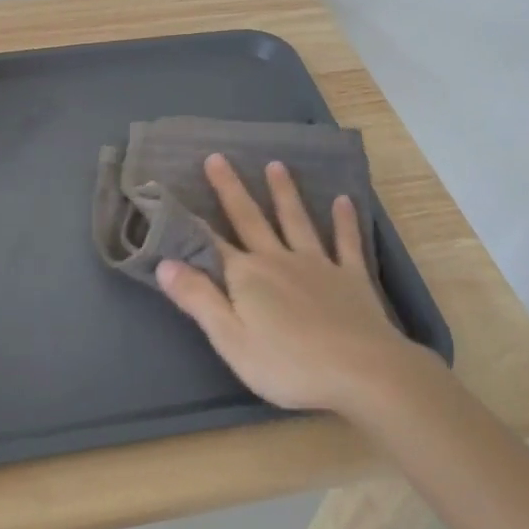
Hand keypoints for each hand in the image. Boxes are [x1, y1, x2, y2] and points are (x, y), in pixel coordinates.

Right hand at [158, 154, 419, 418]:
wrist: (363, 371)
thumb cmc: (289, 364)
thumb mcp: (231, 340)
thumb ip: (198, 299)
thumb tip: (164, 263)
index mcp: (247, 277)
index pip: (211, 244)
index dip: (191, 222)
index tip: (174, 195)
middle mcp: (279, 260)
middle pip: (250, 219)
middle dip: (231, 189)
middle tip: (218, 157)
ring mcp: (318, 265)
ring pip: (296, 221)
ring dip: (284, 193)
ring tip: (275, 164)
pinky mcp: (352, 278)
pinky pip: (346, 243)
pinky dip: (344, 221)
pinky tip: (344, 201)